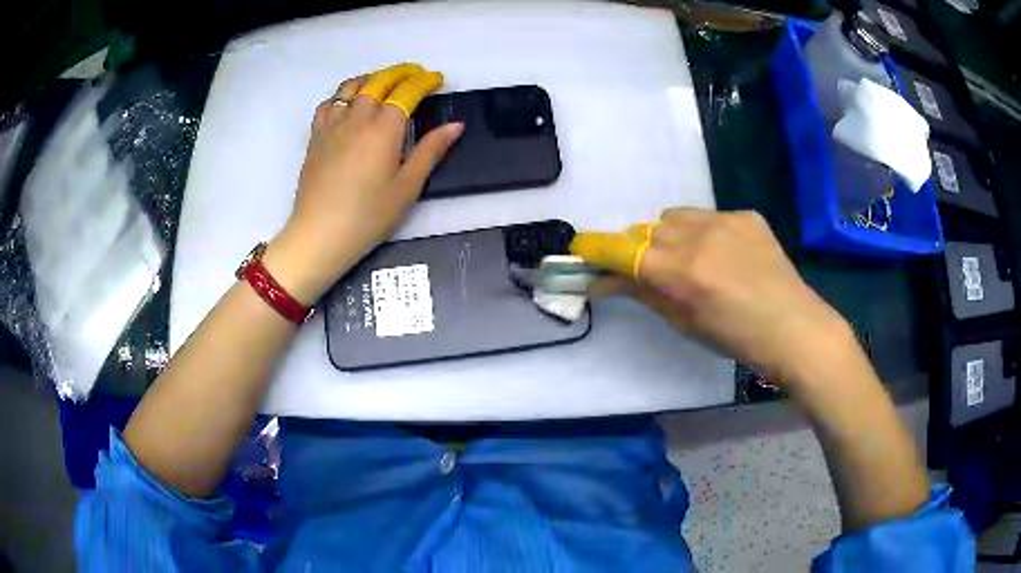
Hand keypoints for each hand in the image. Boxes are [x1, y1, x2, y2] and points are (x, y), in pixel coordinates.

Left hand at [263, 63, 463, 304]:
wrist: (320, 234)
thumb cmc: (368, 216)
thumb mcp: (408, 187)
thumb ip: (431, 151)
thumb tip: (455, 125)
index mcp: (383, 129)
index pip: (406, 92)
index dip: (423, 82)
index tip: (436, 79)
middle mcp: (357, 118)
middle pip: (378, 82)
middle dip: (400, 72)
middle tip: (415, 74)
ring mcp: (332, 125)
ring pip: (351, 87)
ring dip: (371, 78)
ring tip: (384, 81)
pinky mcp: (315, 137)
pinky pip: (329, 103)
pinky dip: (343, 94)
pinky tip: (349, 103)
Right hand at [571, 208, 854, 387]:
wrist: (795, 328)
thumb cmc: (737, 339)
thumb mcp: (685, 322)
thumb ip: (643, 293)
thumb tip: (604, 280)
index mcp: (682, 272)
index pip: (623, 250)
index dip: (596, 248)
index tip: (579, 249)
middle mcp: (699, 236)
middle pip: (648, 229)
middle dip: (642, 248)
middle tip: (655, 271)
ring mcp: (726, 220)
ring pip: (676, 217)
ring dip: (671, 235)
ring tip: (693, 259)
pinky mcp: (747, 215)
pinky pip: (709, 216)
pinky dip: (705, 233)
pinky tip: (726, 255)